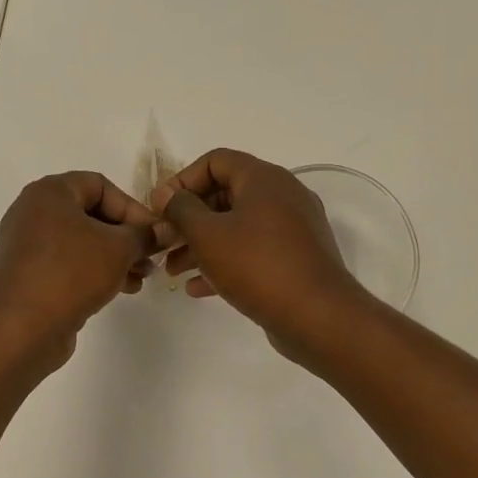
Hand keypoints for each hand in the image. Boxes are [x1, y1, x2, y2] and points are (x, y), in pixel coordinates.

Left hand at [0, 171, 157, 369]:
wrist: (19, 329)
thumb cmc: (71, 273)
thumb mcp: (118, 249)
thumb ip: (144, 235)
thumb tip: (162, 231)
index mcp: (50, 192)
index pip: (100, 185)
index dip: (132, 207)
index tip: (154, 234)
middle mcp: (34, 213)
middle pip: (91, 214)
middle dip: (126, 236)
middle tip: (151, 258)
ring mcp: (28, 246)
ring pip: (82, 242)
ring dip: (115, 258)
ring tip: (140, 279)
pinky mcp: (28, 276)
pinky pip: (68, 265)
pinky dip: (94, 272)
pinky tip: (119, 290)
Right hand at [152, 149, 370, 357]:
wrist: (318, 316)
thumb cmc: (257, 265)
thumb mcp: (208, 234)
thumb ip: (181, 209)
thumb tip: (166, 194)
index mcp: (265, 179)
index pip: (216, 161)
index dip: (182, 180)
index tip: (160, 208)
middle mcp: (283, 196)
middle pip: (225, 195)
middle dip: (188, 219)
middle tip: (163, 241)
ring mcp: (293, 229)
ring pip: (237, 227)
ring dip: (202, 245)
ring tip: (172, 271)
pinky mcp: (296, 259)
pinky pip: (253, 251)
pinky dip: (225, 263)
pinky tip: (197, 288)